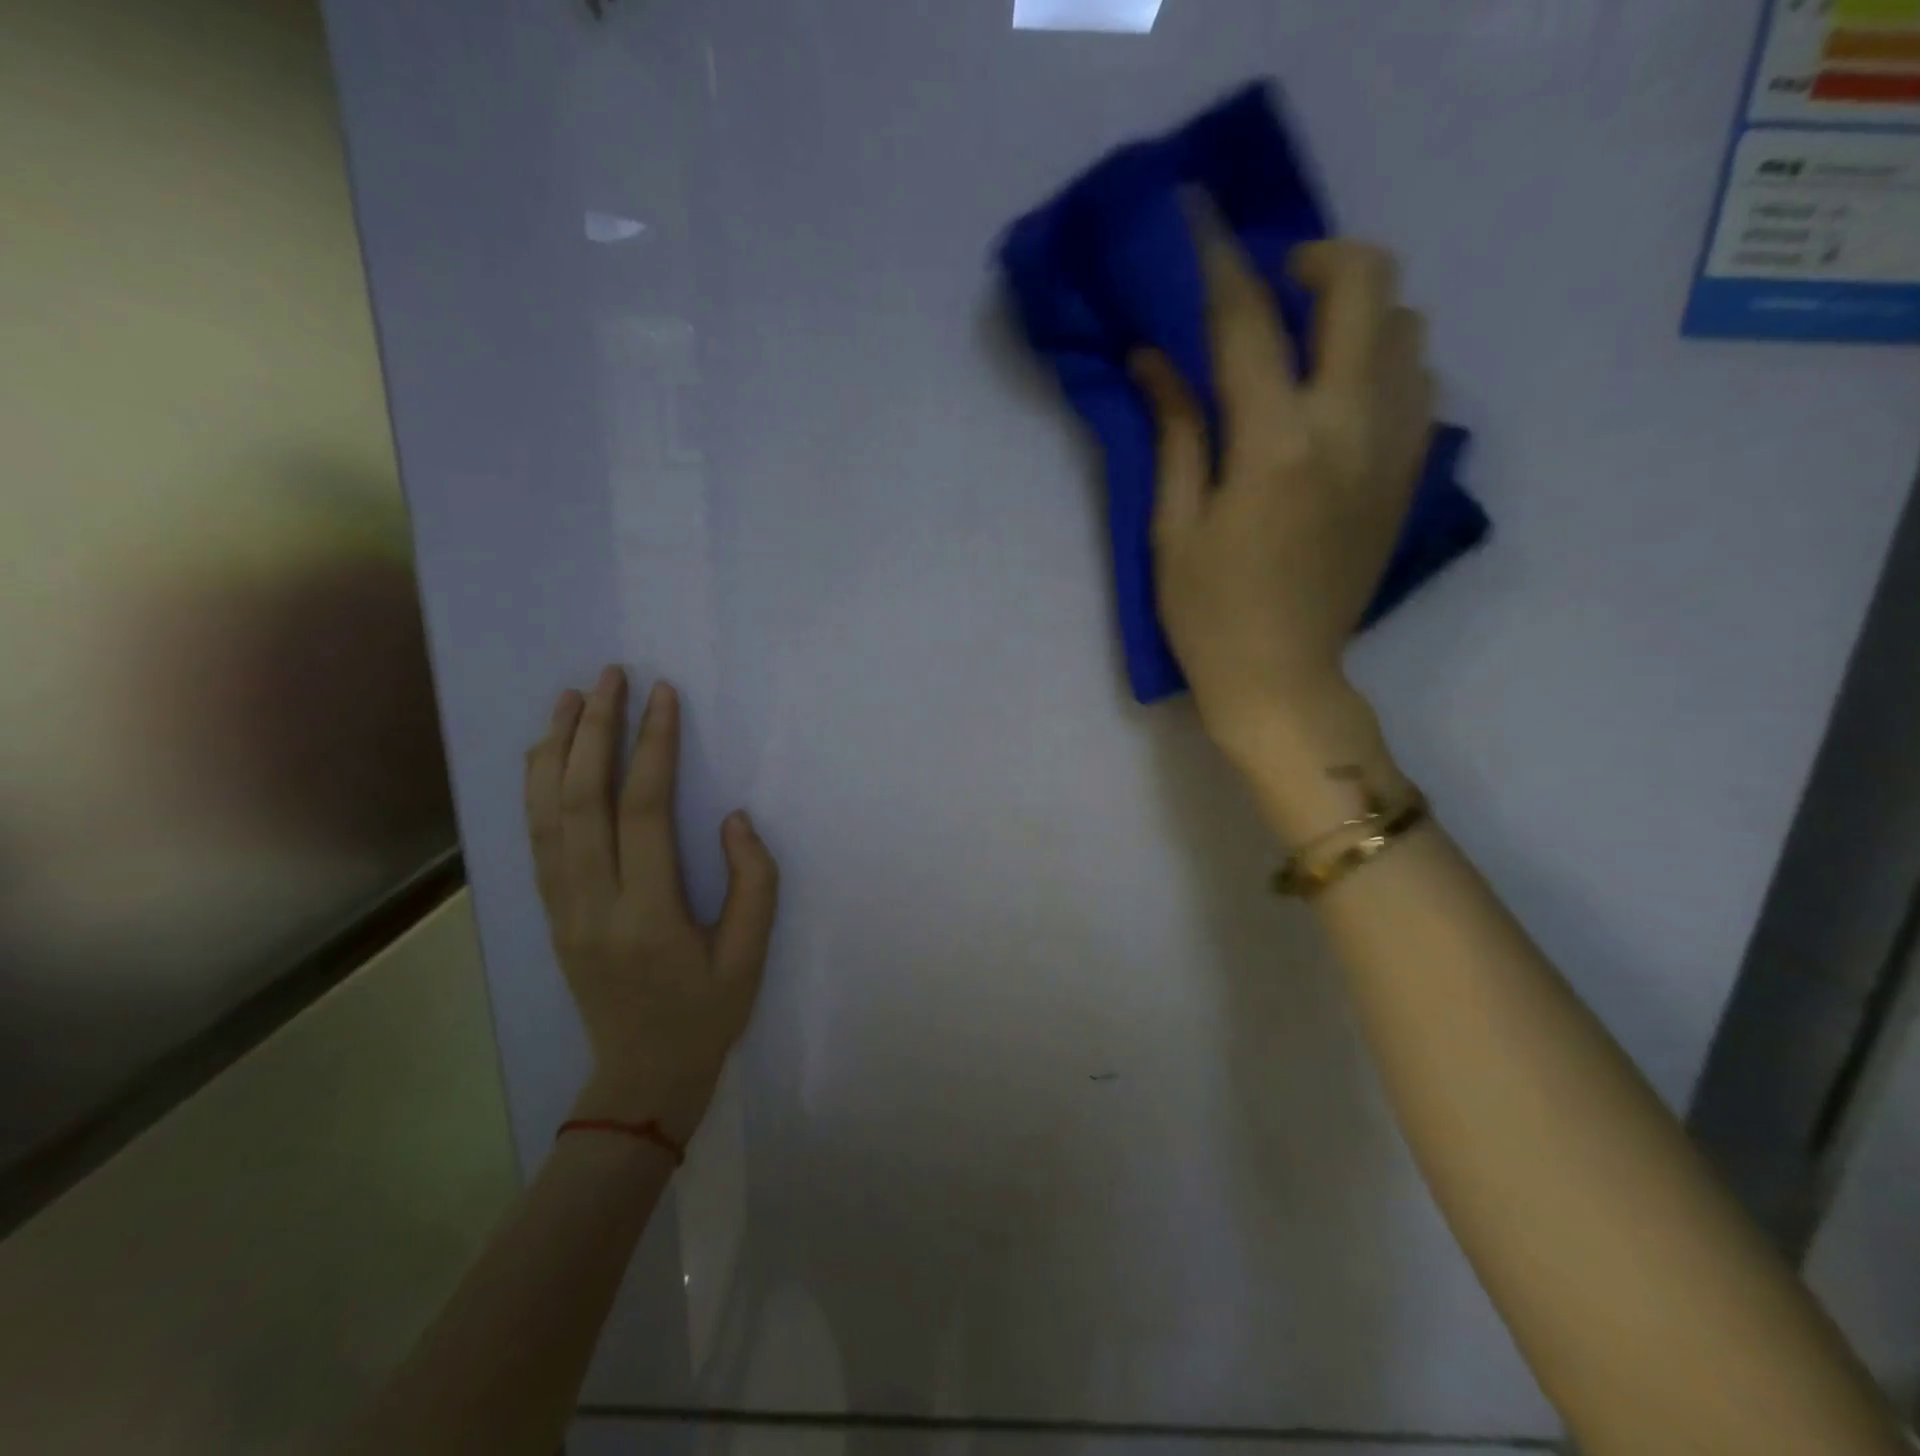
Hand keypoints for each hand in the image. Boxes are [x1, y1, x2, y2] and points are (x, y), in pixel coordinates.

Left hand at [524, 666, 777, 1144]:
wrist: (641, 1079)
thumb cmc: (705, 1015)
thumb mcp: (750, 956)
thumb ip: (753, 883)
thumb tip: (733, 819)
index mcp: (647, 915)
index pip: (644, 811)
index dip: (653, 747)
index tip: (662, 696)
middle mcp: (592, 904)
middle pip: (581, 801)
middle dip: (594, 730)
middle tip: (609, 676)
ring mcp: (562, 909)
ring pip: (546, 815)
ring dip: (556, 749)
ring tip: (569, 698)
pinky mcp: (551, 914)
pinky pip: (535, 841)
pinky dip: (536, 789)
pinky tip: (544, 755)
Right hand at [1133, 236, 1433, 765]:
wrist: (1284, 682)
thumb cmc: (1208, 616)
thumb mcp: (1172, 528)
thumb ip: (1174, 432)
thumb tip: (1153, 358)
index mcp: (1274, 445)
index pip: (1248, 321)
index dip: (1218, 261)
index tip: (1198, 219)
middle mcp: (1348, 428)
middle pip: (1366, 285)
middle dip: (1317, 258)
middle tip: (1272, 286)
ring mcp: (1392, 449)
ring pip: (1408, 325)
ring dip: (1357, 310)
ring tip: (1307, 343)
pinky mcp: (1408, 475)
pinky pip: (1420, 380)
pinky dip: (1383, 359)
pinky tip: (1339, 394)